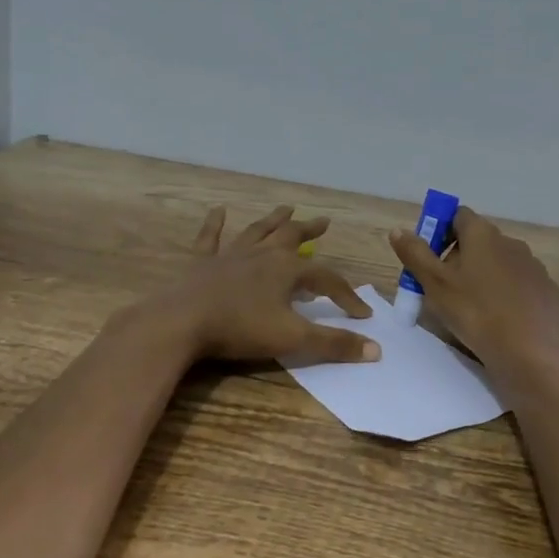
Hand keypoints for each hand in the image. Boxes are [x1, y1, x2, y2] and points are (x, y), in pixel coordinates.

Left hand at [142, 205, 380, 365]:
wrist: (182, 322)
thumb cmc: (240, 329)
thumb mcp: (292, 339)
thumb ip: (333, 344)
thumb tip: (376, 349)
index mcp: (286, 270)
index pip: (326, 279)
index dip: (346, 296)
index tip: (362, 314)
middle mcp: (262, 255)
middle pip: (291, 237)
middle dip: (310, 231)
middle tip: (323, 221)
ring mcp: (230, 255)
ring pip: (257, 231)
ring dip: (273, 220)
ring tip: (286, 208)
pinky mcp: (202, 262)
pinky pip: (211, 238)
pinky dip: (215, 224)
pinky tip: (218, 211)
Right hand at [389, 206, 558, 372]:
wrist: (526, 351)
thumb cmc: (474, 312)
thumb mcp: (434, 284)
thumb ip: (415, 254)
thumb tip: (398, 230)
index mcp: (482, 234)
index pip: (458, 216)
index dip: (441, 231)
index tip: (430, 258)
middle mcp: (511, 241)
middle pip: (479, 240)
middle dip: (460, 258)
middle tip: (445, 288)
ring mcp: (533, 265)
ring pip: (501, 262)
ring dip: (485, 275)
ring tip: (473, 307)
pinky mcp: (547, 289)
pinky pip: (520, 283)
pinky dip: (507, 293)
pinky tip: (500, 318)